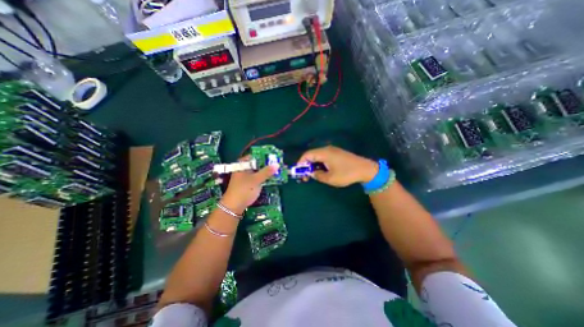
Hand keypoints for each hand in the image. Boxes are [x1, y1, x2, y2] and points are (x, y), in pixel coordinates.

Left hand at [222, 157, 278, 216]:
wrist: (234, 206)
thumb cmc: (243, 190)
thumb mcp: (256, 180)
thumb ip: (267, 172)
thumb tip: (277, 164)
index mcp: (243, 164)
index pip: (255, 156)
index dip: (265, 156)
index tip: (275, 157)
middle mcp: (244, 168)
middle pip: (258, 163)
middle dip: (268, 164)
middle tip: (279, 163)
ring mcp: (247, 176)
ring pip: (259, 170)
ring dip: (268, 171)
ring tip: (279, 170)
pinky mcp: (249, 183)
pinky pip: (259, 177)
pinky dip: (265, 176)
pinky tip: (273, 177)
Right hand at [298, 145, 376, 185]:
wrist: (366, 169)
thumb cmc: (347, 173)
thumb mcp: (330, 178)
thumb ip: (318, 175)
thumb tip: (312, 173)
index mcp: (324, 153)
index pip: (307, 155)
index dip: (301, 162)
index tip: (299, 171)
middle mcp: (327, 149)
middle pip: (312, 155)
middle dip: (306, 165)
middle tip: (305, 175)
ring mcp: (333, 151)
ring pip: (318, 156)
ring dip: (313, 165)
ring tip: (313, 174)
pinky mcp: (337, 153)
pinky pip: (324, 157)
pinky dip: (320, 163)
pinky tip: (322, 171)